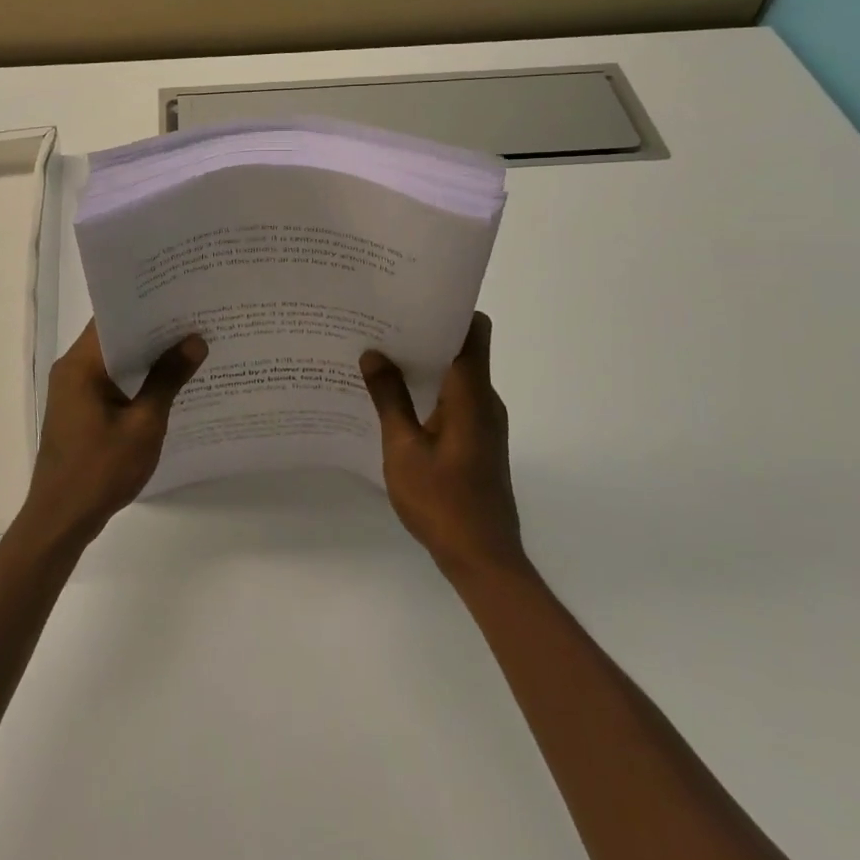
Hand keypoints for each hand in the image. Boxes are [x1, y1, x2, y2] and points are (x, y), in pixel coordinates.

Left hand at [20, 321, 206, 544]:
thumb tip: (195, 341)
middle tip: (194, 318)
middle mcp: (72, 369)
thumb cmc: (101, 470)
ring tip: (188, 345)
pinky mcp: (79, 411)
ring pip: (113, 360)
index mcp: (80, 364)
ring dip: (145, 355)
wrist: (61, 521)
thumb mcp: (144, 424)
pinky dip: (135, 378)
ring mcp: (73, 391)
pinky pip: (110, 381)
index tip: (180, 296)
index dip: (146, 305)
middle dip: (152, 329)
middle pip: (114, 336)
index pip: (113, 317)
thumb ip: (168, 379)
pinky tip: (167, 382)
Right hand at [360, 313, 526, 578]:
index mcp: (471, 394)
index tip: (411, 299)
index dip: (449, 309)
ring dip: (423, 366)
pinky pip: (454, 401)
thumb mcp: (403, 448)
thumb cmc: (443, 501)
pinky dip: (428, 392)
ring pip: (456, 377)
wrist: (483, 560)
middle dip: (424, 335)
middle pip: (462, 350)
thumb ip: (389, 398)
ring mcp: (484, 423)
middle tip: (380, 326)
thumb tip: (374, 354)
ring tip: (379, 359)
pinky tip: (394, 401)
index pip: (473, 331)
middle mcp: (484, 401)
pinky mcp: (479, 442)